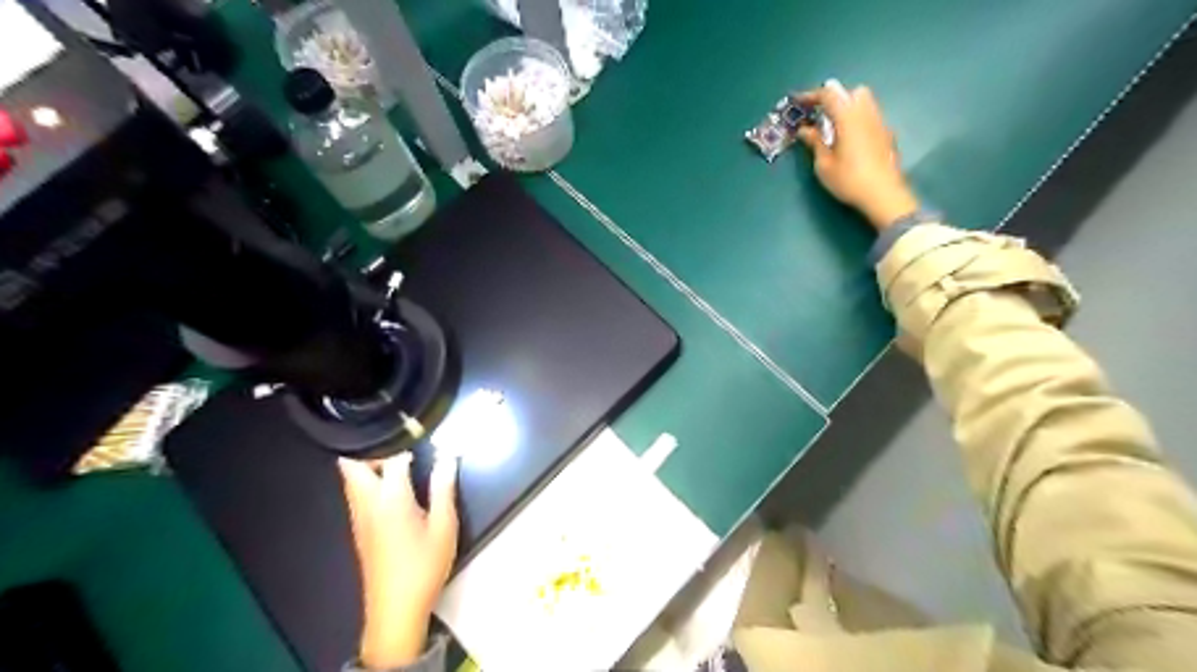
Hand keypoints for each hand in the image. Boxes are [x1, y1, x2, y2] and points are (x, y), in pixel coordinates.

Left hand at [342, 453, 462, 670]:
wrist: (395, 609)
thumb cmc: (424, 565)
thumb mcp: (444, 525)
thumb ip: (444, 486)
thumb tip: (448, 455)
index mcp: (390, 498)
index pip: (391, 456)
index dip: (407, 440)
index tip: (422, 431)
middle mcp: (367, 502)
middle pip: (352, 463)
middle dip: (372, 447)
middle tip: (401, 444)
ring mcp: (358, 516)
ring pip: (351, 477)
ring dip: (369, 463)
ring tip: (401, 462)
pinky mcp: (359, 528)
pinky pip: (356, 492)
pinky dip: (368, 480)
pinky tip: (394, 486)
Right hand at [798, 81, 917, 231]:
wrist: (883, 194)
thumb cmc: (849, 180)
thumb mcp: (824, 165)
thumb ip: (815, 143)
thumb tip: (805, 130)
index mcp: (848, 117)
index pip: (829, 94)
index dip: (811, 96)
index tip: (798, 102)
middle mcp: (866, 113)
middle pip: (852, 92)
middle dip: (835, 98)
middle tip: (821, 116)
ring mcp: (880, 123)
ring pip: (864, 102)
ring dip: (848, 108)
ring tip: (834, 129)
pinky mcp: (887, 135)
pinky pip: (870, 117)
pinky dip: (857, 120)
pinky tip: (850, 141)